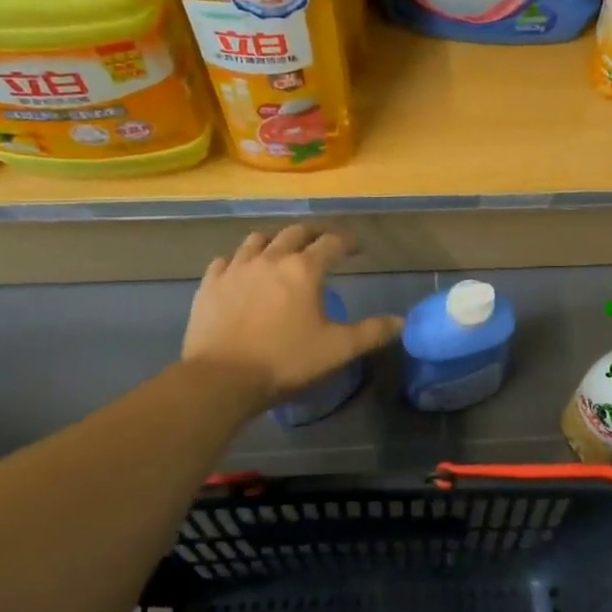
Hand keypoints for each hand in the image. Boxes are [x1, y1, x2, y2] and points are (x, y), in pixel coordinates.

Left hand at [183, 226, 402, 408]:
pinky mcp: (210, 285)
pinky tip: (241, 273)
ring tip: (280, 254)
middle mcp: (270, 259)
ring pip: (257, 240)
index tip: (357, 249)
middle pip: (294, 233)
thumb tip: (402, 322)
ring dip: (274, 242)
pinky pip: (225, 261)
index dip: (348, 242)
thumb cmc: (286, 361)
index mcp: (304, 269)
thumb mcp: (338, 350)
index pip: (331, 242)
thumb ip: (372, 332)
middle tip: (322, 245)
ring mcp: (235, 269)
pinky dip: (238, 261)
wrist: (221, 379)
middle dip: (313, 235)